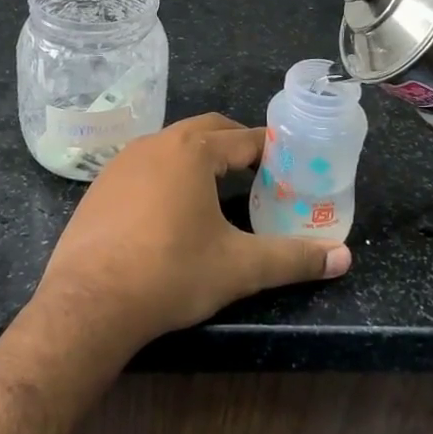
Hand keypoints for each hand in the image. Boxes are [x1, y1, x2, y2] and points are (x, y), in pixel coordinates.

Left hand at [34, 113, 351, 349]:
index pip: (244, 138)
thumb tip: (343, 258)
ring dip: (200, 157)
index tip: (291, 165)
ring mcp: (122, 162)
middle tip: (261, 172)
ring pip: (173, 145)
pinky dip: (168, 174)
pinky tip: (171, 209)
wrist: (88, 303)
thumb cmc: (171, 274)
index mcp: (193, 151)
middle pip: (207, 130)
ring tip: (220, 188)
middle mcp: (156, 144)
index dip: (272, 149)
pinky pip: (145, 166)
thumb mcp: (239, 268)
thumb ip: (293, 259)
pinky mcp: (100, 185)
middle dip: (236, 145)